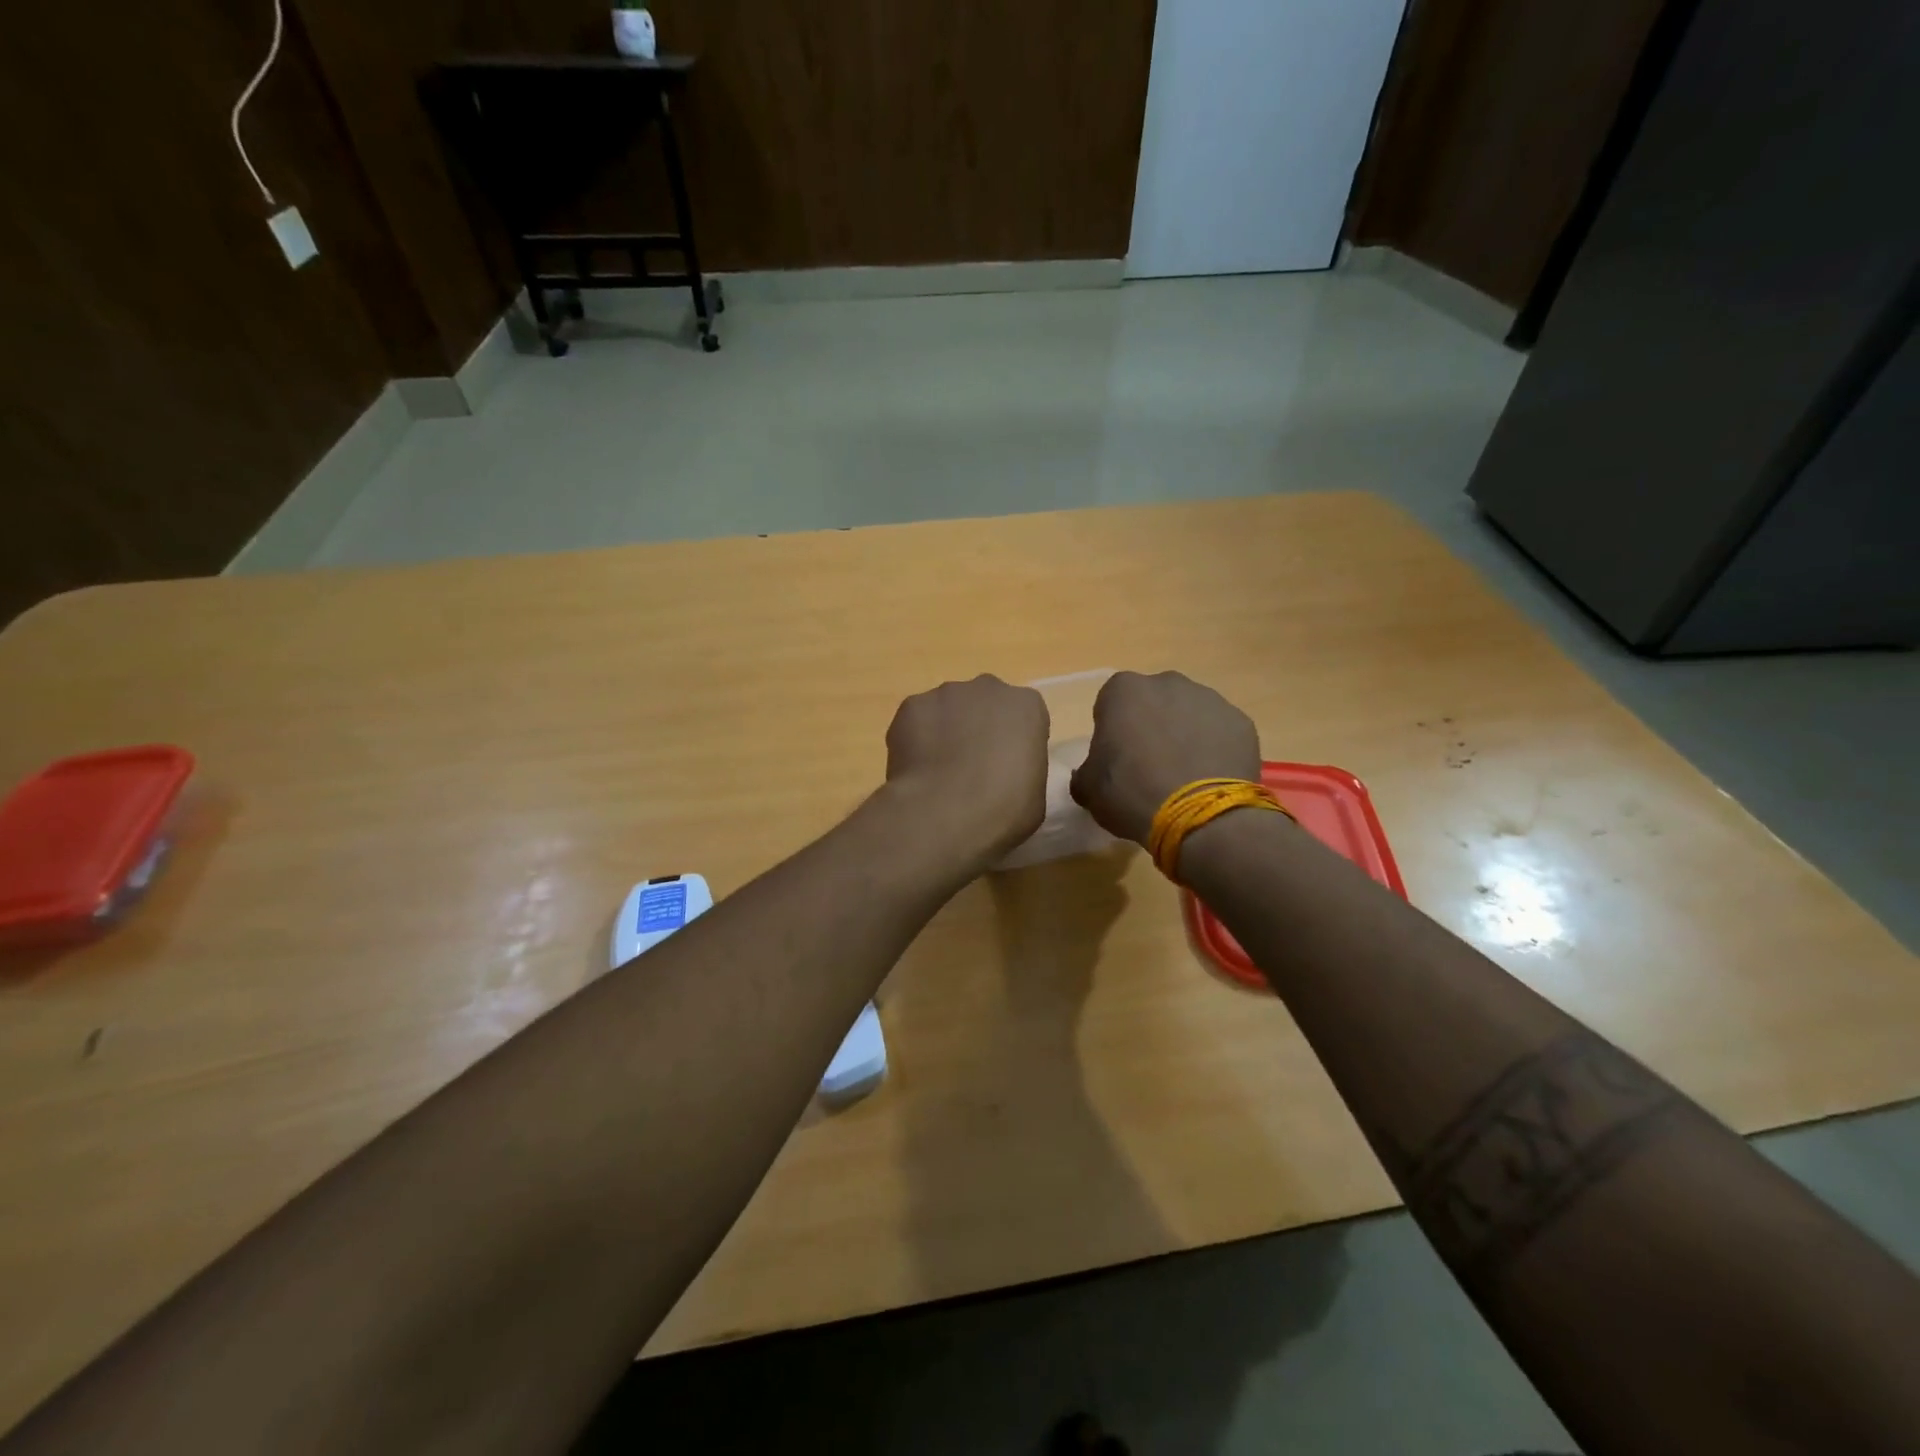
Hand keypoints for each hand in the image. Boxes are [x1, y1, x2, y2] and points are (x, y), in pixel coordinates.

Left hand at [883, 675, 1049, 867]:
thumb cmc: (1004, 809)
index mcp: (1027, 706)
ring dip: (945, 731)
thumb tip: (1002, 773)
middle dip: (978, 727)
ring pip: (947, 709)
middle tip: (972, 767)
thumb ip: (1021, 769)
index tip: (1006, 768)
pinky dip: (915, 739)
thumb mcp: (1034, 794)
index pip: (1024, 716)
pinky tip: (916, 770)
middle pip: (984, 704)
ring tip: (938, 772)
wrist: (946, 813)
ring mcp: (945, 694)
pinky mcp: (911, 706)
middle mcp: (988, 688)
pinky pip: (916, 720)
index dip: (1013, 742)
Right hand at [1070, 671, 1261, 844]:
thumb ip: (1085, 772)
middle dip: (1151, 726)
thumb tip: (1090, 774)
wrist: (1199, 815)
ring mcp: (1210, 699)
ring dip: (1184, 736)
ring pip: (1189, 715)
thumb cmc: (1132, 793)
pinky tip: (1209, 780)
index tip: (1117, 759)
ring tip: (1183, 776)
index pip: (1111, 704)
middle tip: (1149, 766)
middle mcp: (1168, 683)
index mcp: (1124, 690)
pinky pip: (1220, 733)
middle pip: (1154, 703)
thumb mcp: (1089, 789)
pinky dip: (1214, 750)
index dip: (1113, 732)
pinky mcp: (1241, 722)